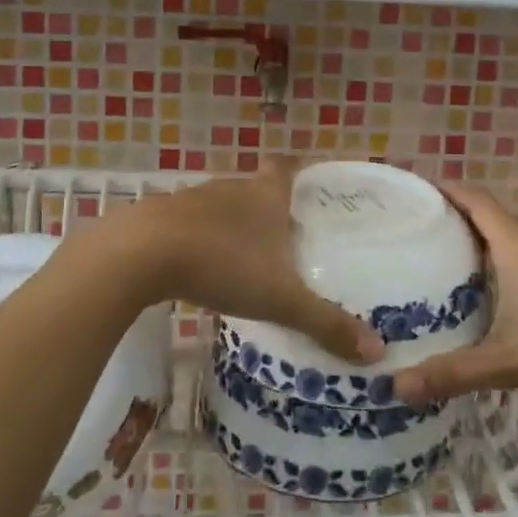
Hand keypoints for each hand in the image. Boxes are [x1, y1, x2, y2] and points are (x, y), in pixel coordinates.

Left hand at [97, 161, 384, 365]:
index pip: (286, 166)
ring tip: (246, 258)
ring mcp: (192, 199)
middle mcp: (231, 188)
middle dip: (269, 208)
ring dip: (232, 226)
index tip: (310, 181)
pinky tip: (200, 268)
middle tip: (286, 236)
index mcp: (265, 195)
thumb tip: (377, 350)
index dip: (299, 169)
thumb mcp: (280, 299)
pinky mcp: (160, 217)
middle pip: (255, 187)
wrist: (140, 254)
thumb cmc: (222, 264)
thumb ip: (325, 323)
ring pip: (221, 207)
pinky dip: (199, 240)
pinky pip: (189, 224)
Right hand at [392, 184, 517, 403]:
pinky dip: (502, 264)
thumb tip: (396, 387)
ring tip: (443, 264)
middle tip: (415, 236)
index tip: (412, 192)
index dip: (443, 189)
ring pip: (509, 240)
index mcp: (516, 244)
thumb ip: (455, 372)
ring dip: (479, 244)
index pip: (473, 199)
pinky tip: (492, 296)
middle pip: (488, 217)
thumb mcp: (510, 360)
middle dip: (452, 220)